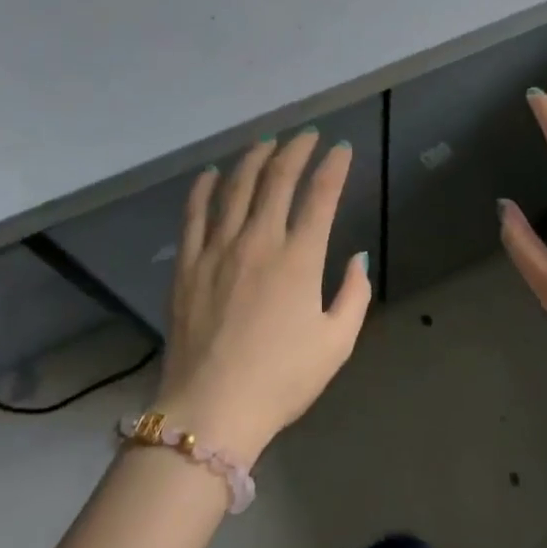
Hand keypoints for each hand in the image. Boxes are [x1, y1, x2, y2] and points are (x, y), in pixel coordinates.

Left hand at [156, 131, 371, 463]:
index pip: (321, 196)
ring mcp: (218, 248)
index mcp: (299, 259)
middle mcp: (259, 241)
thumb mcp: (336, 344)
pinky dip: (204, 187)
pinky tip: (212, 173)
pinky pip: (194, 213)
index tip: (341, 149)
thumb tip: (358, 256)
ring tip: (266, 142)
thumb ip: (354, 295)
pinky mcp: (189, 263)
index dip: (333, 167)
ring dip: (254, 158)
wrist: (211, 412)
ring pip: (236, 186)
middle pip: (278, 179)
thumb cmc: (280, 381)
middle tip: (306, 136)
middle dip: (296, 150)